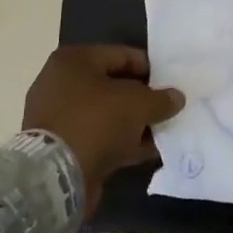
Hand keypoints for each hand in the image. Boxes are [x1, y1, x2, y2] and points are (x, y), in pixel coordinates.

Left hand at [23, 45, 184, 213]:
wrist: (55, 176)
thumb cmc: (97, 122)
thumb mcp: (138, 104)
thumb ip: (161, 98)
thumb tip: (176, 98)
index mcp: (74, 60)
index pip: (122, 55)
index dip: (151, 69)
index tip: (172, 84)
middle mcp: (61, 83)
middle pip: (114, 85)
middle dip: (143, 99)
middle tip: (168, 108)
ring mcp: (58, 116)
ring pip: (107, 114)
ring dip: (134, 123)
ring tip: (163, 132)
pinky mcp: (60, 146)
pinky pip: (98, 136)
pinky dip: (121, 142)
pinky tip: (147, 151)